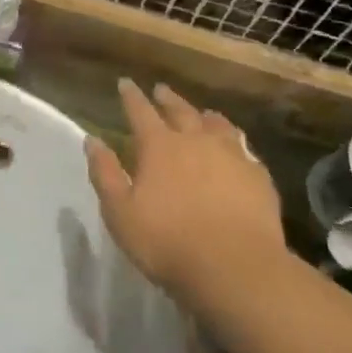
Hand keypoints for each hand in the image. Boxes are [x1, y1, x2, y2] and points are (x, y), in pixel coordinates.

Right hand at [85, 78, 284, 298]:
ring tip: (203, 113)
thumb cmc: (168, 242)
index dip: (131, 96)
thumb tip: (92, 141)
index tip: (125, 83)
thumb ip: (106, 174)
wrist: (236, 269)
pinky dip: (235, 142)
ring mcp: (232, 156)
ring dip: (205, 116)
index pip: (140, 111)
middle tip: (161, 90)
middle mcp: (196, 141)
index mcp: (159, 146)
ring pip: (217, 125)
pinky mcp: (258, 177)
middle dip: (167, 99)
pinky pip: (244, 149)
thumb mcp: (120, 213)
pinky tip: (237, 149)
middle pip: (180, 111)